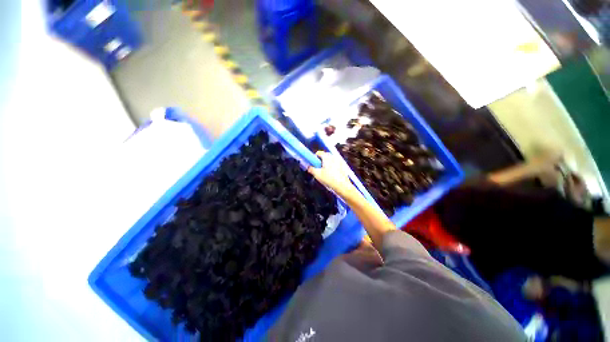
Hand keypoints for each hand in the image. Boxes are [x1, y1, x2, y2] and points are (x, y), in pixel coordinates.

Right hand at [308, 151, 355, 196]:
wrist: (342, 185)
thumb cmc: (328, 179)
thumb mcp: (317, 174)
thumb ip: (311, 169)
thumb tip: (309, 167)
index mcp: (327, 157)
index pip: (319, 153)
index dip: (315, 157)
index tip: (313, 163)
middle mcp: (333, 157)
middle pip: (325, 155)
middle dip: (321, 160)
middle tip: (318, 167)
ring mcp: (339, 161)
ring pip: (331, 159)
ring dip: (327, 163)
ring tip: (325, 171)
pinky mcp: (343, 166)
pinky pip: (336, 163)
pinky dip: (333, 166)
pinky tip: (332, 174)